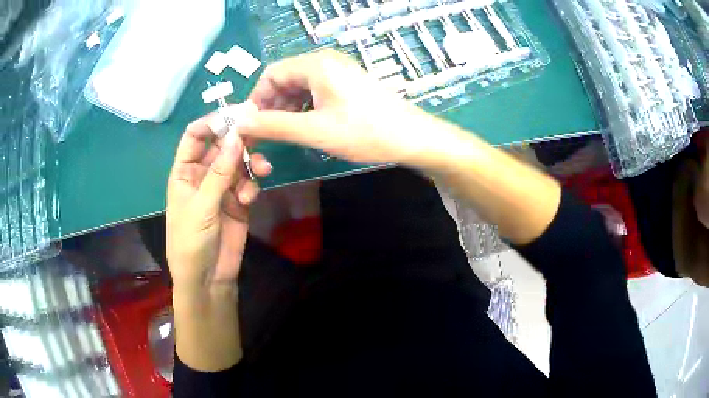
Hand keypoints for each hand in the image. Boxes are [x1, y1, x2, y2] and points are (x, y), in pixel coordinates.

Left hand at [166, 102, 271, 289]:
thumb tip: (237, 135)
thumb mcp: (202, 206)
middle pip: (221, 145)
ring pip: (238, 162)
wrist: (208, 279)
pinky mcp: (238, 202)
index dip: (212, 122)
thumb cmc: (191, 242)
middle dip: (239, 139)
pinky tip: (250, 198)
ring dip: (250, 162)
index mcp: (185, 171)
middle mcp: (203, 175)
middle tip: (261, 130)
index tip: (236, 114)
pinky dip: (252, 185)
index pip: (195, 136)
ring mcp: (221, 188)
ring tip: (262, 169)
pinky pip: (248, 183)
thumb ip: (220, 172)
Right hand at [240, 49, 441, 165]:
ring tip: (284, 135)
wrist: (413, 138)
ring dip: (286, 109)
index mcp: (315, 64)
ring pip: (299, 87)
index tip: (250, 126)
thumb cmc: (365, 132)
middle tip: (265, 135)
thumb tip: (239, 123)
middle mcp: (325, 61)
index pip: (271, 74)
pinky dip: (303, 108)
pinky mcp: (347, 84)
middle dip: (271, 106)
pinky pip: (315, 92)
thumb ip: (274, 125)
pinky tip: (305, 127)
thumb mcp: (314, 130)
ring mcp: (338, 72)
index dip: (256, 99)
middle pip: (284, 79)